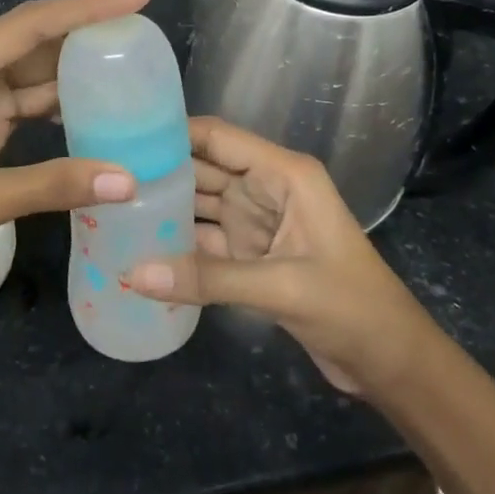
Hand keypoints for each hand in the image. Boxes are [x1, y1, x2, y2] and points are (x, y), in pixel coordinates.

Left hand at [0, 0, 151, 308]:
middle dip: (84, 34)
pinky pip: (20, 107)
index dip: (86, 9)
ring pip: (27, 75)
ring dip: (72, 72)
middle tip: (142, 33)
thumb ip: (50, 186)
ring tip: (130, 67)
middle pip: (30, 42)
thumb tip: (129, 180)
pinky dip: (55, 109)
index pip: (29, 27)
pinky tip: (93, 112)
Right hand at [126, 118, 437, 394]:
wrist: (391, 362)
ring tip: (110, 206)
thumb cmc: (352, 306)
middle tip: (104, 173)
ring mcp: (255, 223)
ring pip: (199, 205)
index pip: (219, 138)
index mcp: (283, 174)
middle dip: (159, 169)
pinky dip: (176, 244)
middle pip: (203, 168)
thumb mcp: (282, 287)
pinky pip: (204, 241)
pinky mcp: (249, 256)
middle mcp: (265, 189)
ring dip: (163, 207)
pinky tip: (138, 246)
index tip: (123, 134)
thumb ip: (208, 279)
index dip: (174, 131)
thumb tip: (134, 274)